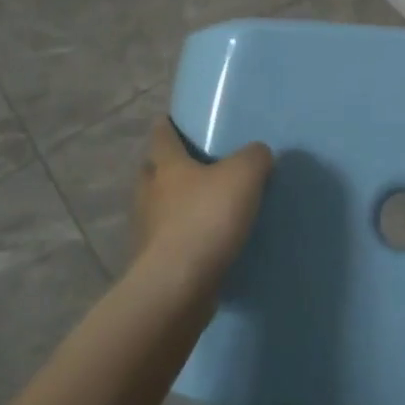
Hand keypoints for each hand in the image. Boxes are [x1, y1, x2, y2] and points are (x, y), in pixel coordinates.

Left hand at [131, 119, 273, 290]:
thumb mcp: (244, 176)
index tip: (169, 120)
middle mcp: (149, 195)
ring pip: (156, 209)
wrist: (179, 284)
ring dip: (171, 206)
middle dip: (165, 167)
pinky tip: (200, 245)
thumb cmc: (206, 218)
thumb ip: (254, 158)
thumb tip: (258, 154)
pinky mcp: (153, 264)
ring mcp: (146, 232)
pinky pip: (166, 243)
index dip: (166, 126)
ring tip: (198, 208)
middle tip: (188, 166)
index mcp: (167, 167)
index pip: (161, 137)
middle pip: (152, 172)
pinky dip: (179, 240)